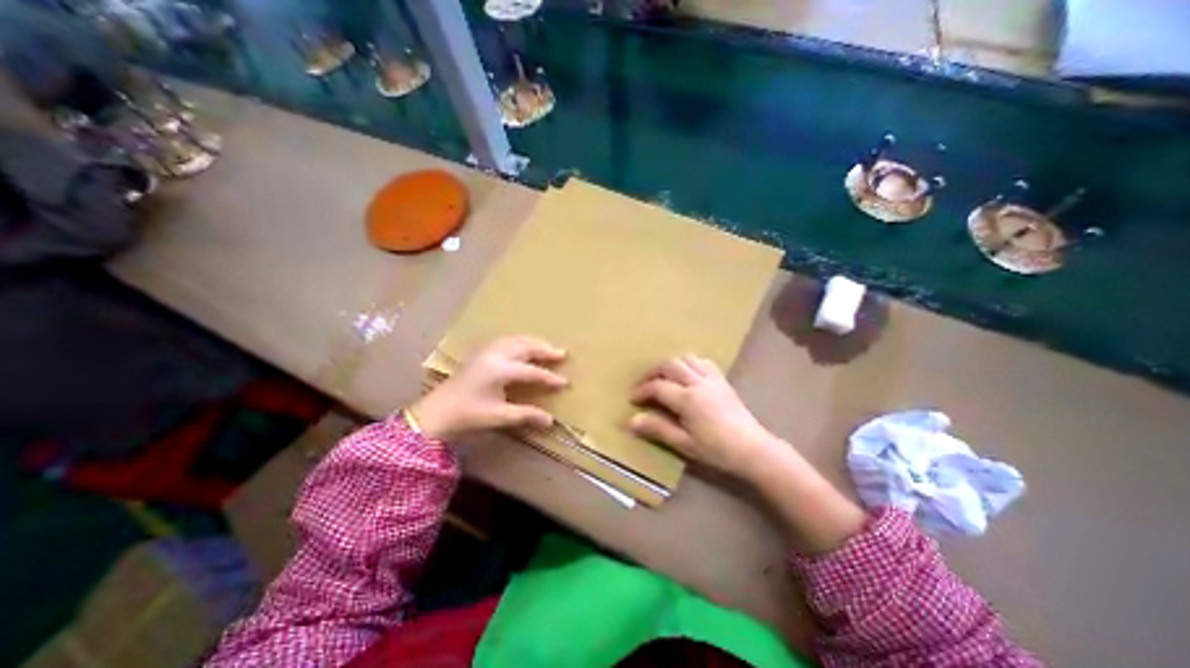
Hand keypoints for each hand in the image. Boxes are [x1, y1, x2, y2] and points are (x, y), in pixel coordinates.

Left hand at [413, 337, 568, 441]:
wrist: (434, 413)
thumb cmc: (467, 415)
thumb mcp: (498, 416)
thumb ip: (526, 415)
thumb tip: (550, 420)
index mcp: (499, 370)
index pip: (531, 371)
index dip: (549, 377)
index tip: (564, 383)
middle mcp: (494, 355)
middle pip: (525, 346)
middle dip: (545, 349)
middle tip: (562, 353)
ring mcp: (486, 352)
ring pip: (515, 340)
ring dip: (533, 342)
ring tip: (547, 347)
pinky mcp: (480, 354)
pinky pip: (506, 340)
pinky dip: (520, 341)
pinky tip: (523, 346)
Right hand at [627, 352, 788, 476]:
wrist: (753, 449)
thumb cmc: (717, 450)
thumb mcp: (684, 444)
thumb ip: (658, 429)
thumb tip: (631, 421)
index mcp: (688, 399)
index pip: (658, 386)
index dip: (642, 390)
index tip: (633, 399)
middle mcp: (698, 382)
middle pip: (669, 364)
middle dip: (652, 371)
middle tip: (644, 384)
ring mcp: (712, 378)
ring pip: (686, 358)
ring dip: (670, 364)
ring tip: (663, 377)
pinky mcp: (722, 379)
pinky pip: (702, 361)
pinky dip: (689, 363)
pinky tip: (687, 375)